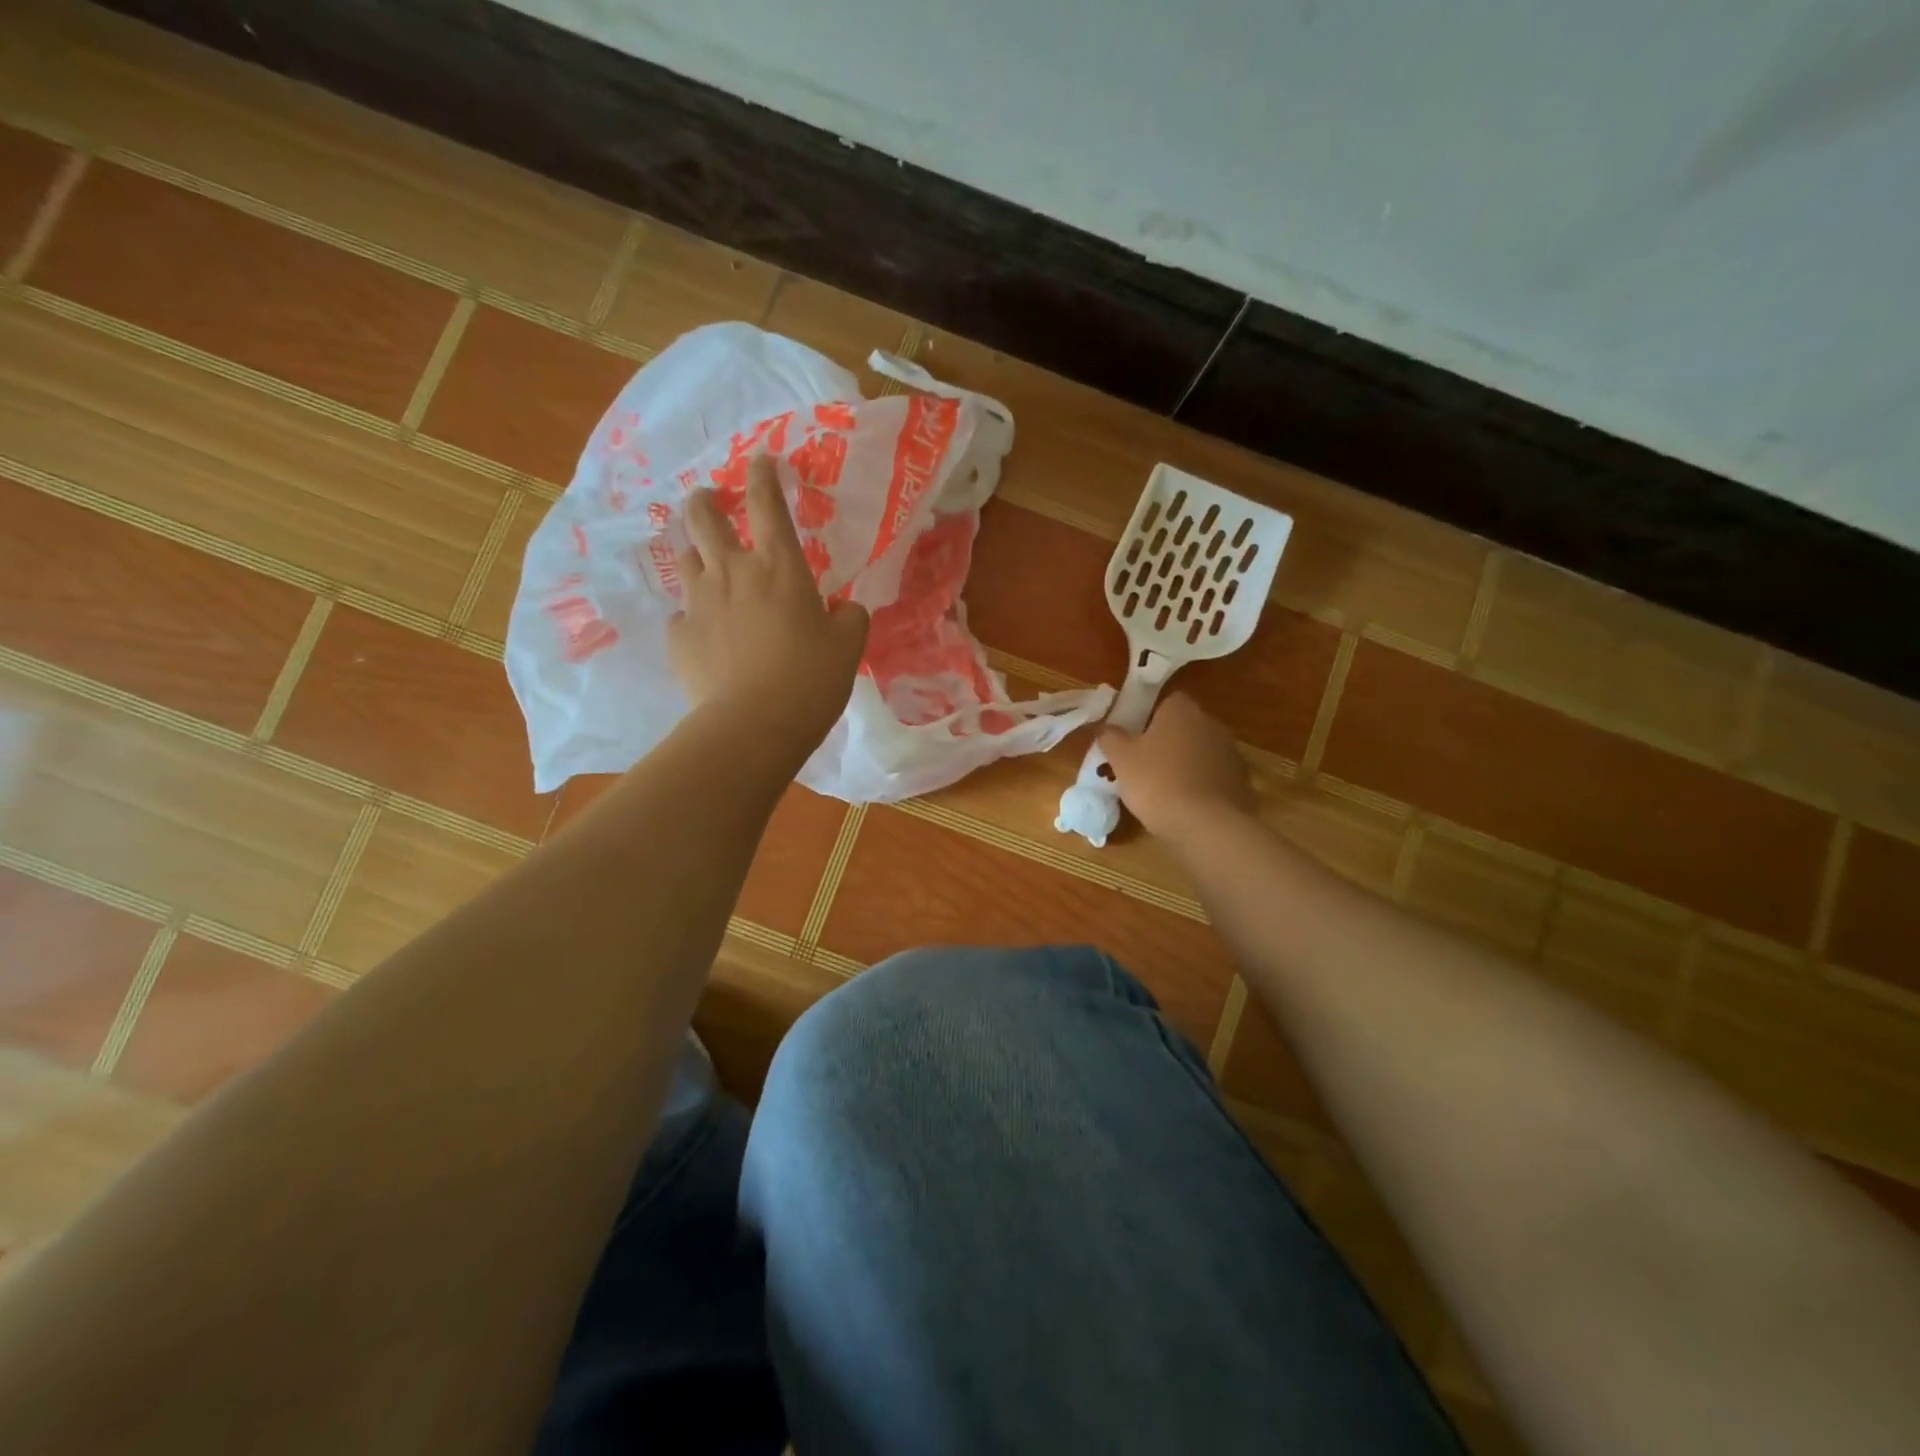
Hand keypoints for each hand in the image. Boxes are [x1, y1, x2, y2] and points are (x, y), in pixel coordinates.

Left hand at [669, 456, 868, 746]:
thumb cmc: (810, 679)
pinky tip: (705, 633)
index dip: (763, 475)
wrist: (753, 725)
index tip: (762, 461)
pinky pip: (681, 614)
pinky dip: (693, 615)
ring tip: (707, 567)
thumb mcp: (849, 648)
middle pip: (704, 516)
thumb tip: (845, 610)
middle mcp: (733, 572)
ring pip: (686, 559)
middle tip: (710, 500)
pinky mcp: (679, 636)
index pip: (767, 503)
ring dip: (696, 554)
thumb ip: (850, 618)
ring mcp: (699, 602)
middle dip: (706, 500)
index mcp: (780, 567)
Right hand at [1098, 693, 1256, 841]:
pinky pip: (1215, 777)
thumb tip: (1105, 727)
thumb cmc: (1157, 783)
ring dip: (1187, 763)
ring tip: (1166, 789)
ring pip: (1202, 752)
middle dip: (1168, 740)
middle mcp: (1211, 724)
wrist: (1207, 825)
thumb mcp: (1121, 760)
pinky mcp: (1242, 781)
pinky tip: (1188, 806)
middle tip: (1145, 763)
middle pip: (1186, 726)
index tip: (1135, 735)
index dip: (1150, 716)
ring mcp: (1231, 753)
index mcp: (1182, 711)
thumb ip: (1111, 738)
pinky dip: (1203, 786)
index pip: (1167, 700)